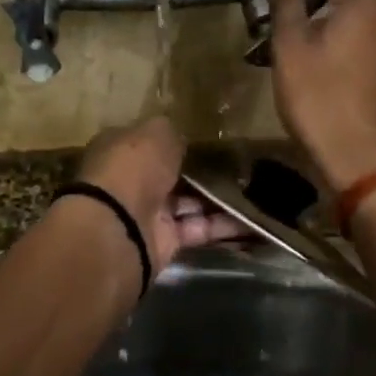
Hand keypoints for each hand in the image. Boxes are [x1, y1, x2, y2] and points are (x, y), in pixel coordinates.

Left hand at [76, 117, 246, 272]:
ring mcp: (148, 213)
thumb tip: (181, 138)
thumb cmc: (134, 167)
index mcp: (121, 150)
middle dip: (201, 173)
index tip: (208, 140)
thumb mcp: (157, 133)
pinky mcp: (165, 242)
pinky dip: (223, 227)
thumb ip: (172, 134)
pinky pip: (199, 229)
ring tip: (256, 192)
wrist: (119, 227)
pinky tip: (252, 219)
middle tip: (240, 166)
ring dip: (219, 200)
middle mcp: (132, 181)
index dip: (175, 142)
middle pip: (171, 175)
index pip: (150, 143)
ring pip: (189, 203)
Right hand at [265, 0, 375, 193]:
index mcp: (375, 7)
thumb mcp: (290, 52)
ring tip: (330, 63)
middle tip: (317, 31)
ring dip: (365, 39)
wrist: (366, 166)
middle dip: (356, 10)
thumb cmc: (322, 100)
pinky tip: (348, 90)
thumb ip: (287, 8)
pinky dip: (375, 65)